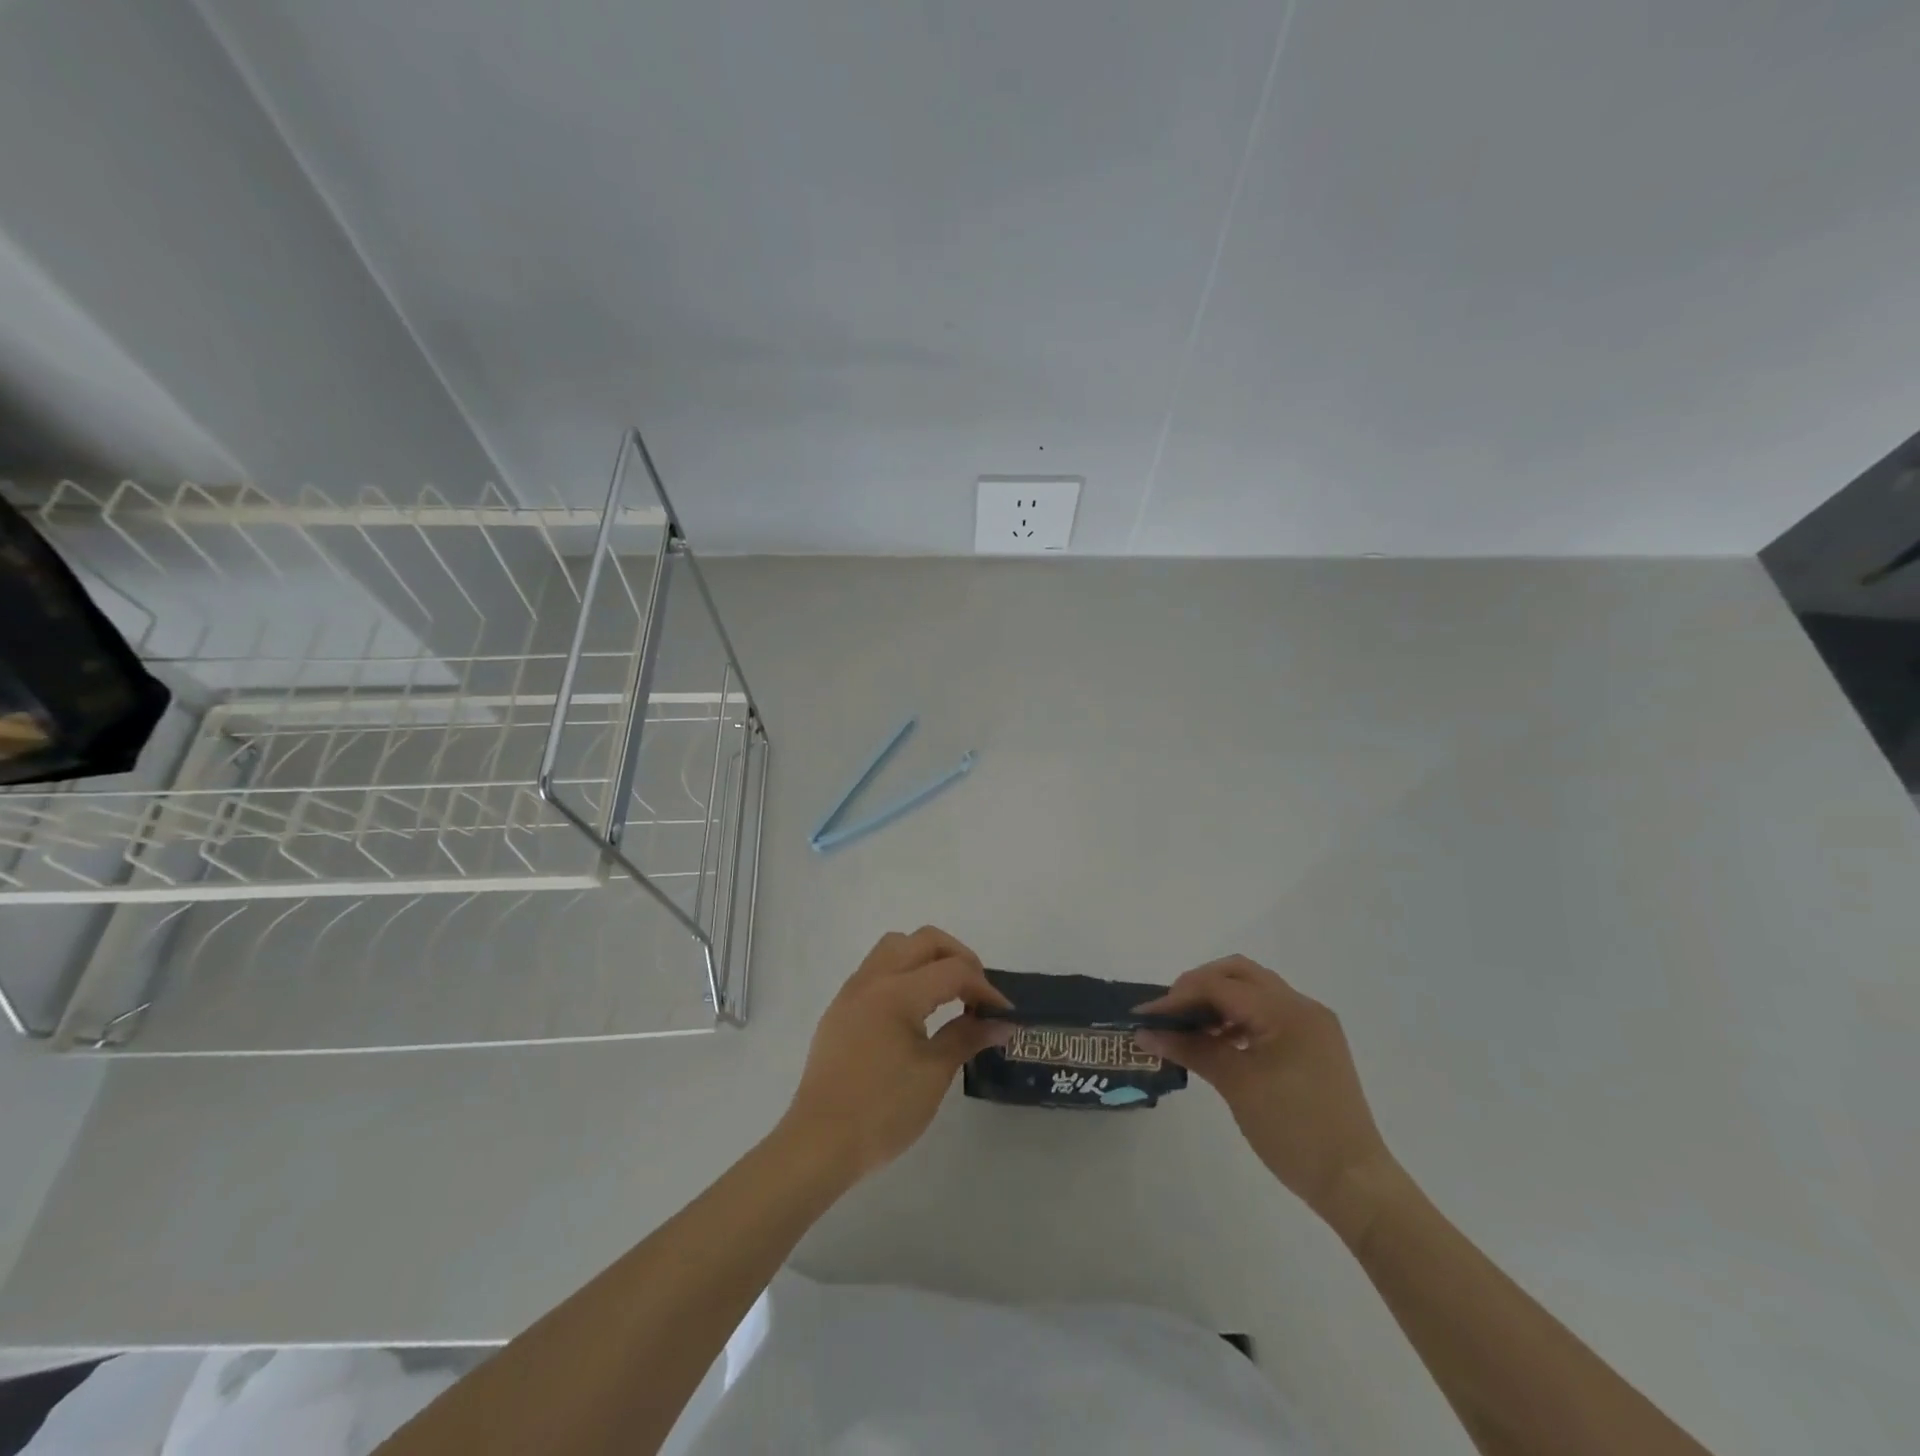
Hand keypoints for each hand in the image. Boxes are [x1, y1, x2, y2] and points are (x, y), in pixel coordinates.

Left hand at [780, 927, 1012, 1180]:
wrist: (819, 1143)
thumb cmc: (882, 1110)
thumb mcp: (933, 1074)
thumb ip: (967, 1037)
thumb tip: (1001, 1023)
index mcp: (897, 992)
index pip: (953, 970)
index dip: (985, 987)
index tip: (1004, 1013)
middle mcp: (873, 979)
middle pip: (924, 940)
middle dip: (958, 957)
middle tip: (977, 991)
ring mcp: (852, 991)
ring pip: (895, 947)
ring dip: (927, 958)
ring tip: (948, 993)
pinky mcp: (841, 1009)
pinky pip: (877, 970)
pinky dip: (904, 974)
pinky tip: (916, 1010)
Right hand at [1136, 957, 1397, 1235]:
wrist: (1354, 1183)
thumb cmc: (1293, 1131)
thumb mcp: (1236, 1085)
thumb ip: (1190, 1049)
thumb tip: (1145, 1033)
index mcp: (1287, 1010)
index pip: (1220, 986)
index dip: (1178, 997)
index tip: (1145, 1016)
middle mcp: (1302, 1006)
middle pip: (1238, 974)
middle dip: (1198, 987)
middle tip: (1169, 1013)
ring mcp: (1311, 1024)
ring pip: (1253, 991)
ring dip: (1217, 1001)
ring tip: (1188, 1028)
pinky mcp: (1312, 1044)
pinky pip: (1267, 1013)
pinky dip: (1238, 1018)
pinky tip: (1218, 1041)